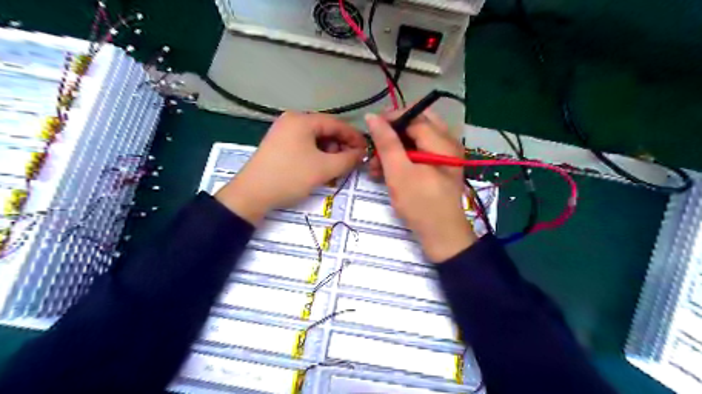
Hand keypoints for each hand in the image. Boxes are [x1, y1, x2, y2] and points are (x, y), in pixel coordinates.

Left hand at [217, 113, 364, 225]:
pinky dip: (316, 156)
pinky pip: (304, 146)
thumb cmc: (290, 177)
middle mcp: (292, 121)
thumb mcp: (324, 168)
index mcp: (302, 120)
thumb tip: (361, 153)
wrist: (251, 194)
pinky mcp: (278, 145)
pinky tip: (320, 169)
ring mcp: (283, 132)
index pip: (336, 124)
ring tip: (335, 169)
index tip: (366, 151)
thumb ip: (348, 159)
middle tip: (350, 163)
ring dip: (329, 153)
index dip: (354, 137)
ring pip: (315, 140)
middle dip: (340, 147)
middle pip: (325, 131)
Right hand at [365, 111, 473, 263]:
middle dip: (392, 134)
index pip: (414, 116)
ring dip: (395, 149)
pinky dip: (403, 160)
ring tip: (375, 167)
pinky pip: (419, 154)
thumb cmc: (420, 204)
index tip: (369, 129)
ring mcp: (444, 156)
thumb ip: (387, 143)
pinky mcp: (439, 168)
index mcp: (441, 141)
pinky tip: (387, 173)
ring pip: (416, 140)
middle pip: (416, 125)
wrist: (442, 236)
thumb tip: (372, 116)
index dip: (390, 119)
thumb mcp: (399, 173)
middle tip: (375, 147)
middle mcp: (447, 143)